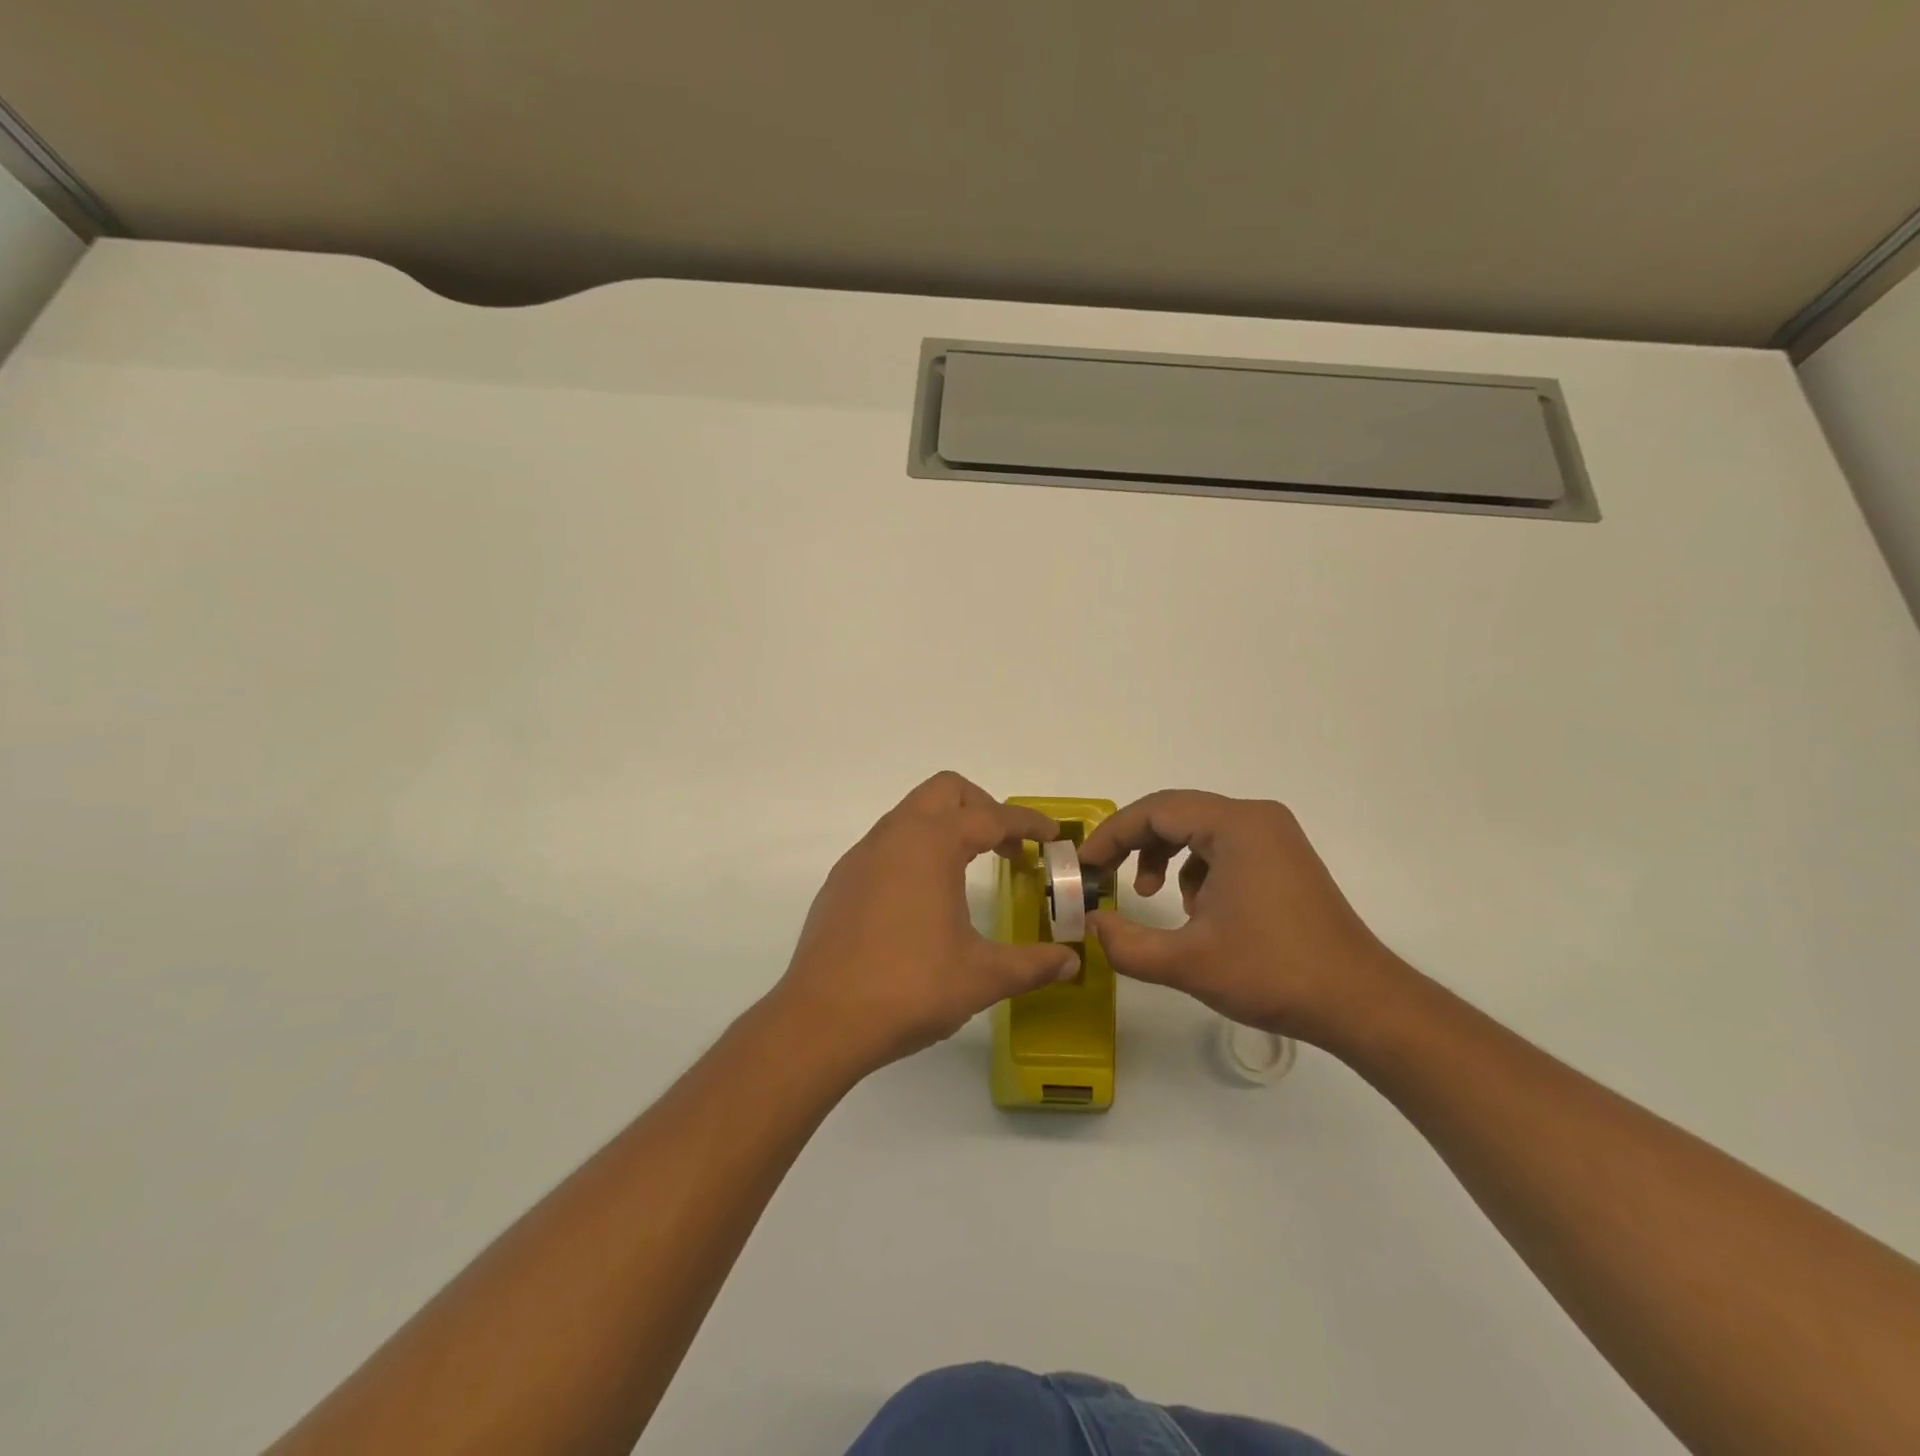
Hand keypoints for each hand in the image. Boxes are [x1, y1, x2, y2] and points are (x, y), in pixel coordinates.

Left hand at [772, 772, 1080, 1077]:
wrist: (821, 1020)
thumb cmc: (909, 988)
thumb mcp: (982, 977)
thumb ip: (1032, 964)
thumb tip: (1070, 962)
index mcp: (932, 844)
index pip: (991, 816)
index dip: (1027, 823)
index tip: (1052, 836)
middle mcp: (894, 836)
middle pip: (945, 792)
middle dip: (983, 808)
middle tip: (1008, 847)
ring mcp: (862, 856)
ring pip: (911, 814)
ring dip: (946, 827)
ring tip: (970, 869)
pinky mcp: (842, 880)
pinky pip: (887, 843)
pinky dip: (916, 850)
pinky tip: (924, 897)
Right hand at [1079, 790, 1405, 1046]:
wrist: (1360, 1003)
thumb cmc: (1272, 973)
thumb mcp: (1186, 963)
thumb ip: (1126, 943)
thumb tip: (1091, 923)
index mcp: (1236, 825)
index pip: (1155, 810)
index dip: (1112, 835)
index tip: (1084, 866)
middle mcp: (1256, 818)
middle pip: (1176, 813)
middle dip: (1134, 844)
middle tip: (1106, 877)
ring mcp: (1275, 837)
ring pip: (1198, 829)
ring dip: (1164, 856)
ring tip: (1151, 896)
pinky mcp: (1284, 859)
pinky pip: (1223, 846)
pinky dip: (1195, 868)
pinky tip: (1196, 910)